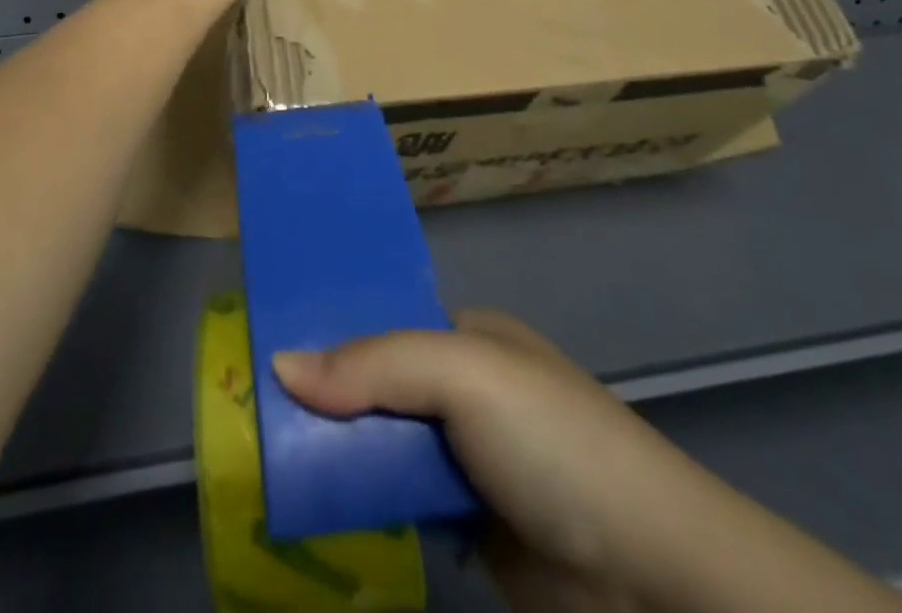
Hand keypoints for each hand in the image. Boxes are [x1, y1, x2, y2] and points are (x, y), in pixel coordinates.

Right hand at [272, 310, 685, 609]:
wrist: (652, 579)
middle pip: (375, 383)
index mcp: (468, 335)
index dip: (327, 330)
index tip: (264, 344)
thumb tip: (277, 365)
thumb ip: (372, 365)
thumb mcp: (463, 375)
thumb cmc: (552, 442)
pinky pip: (397, 498)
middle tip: (250, 408)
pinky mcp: (467, 523)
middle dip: (322, 396)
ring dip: (335, 452)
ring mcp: (467, 457)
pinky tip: (311, 505)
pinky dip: (360, 500)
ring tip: (264, 455)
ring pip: (381, 442)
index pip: (381, 321)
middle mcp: (465, 389)